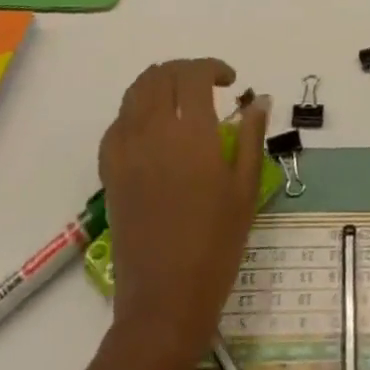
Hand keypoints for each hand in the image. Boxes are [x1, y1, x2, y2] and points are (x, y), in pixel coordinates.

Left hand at [99, 58, 267, 369]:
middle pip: (160, 76)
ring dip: (158, 83)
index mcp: (192, 133)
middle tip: (206, 85)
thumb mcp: (245, 188)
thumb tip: (259, 99)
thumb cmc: (216, 245)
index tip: (230, 81)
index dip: (213, 68)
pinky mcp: (111, 174)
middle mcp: (154, 132)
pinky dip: (134, 112)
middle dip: (184, 70)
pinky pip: (116, 125)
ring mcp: (127, 152)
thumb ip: (250, 135)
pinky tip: (151, 128)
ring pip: (134, 93)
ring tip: (179, 98)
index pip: (194, 75)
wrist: (164, 302)